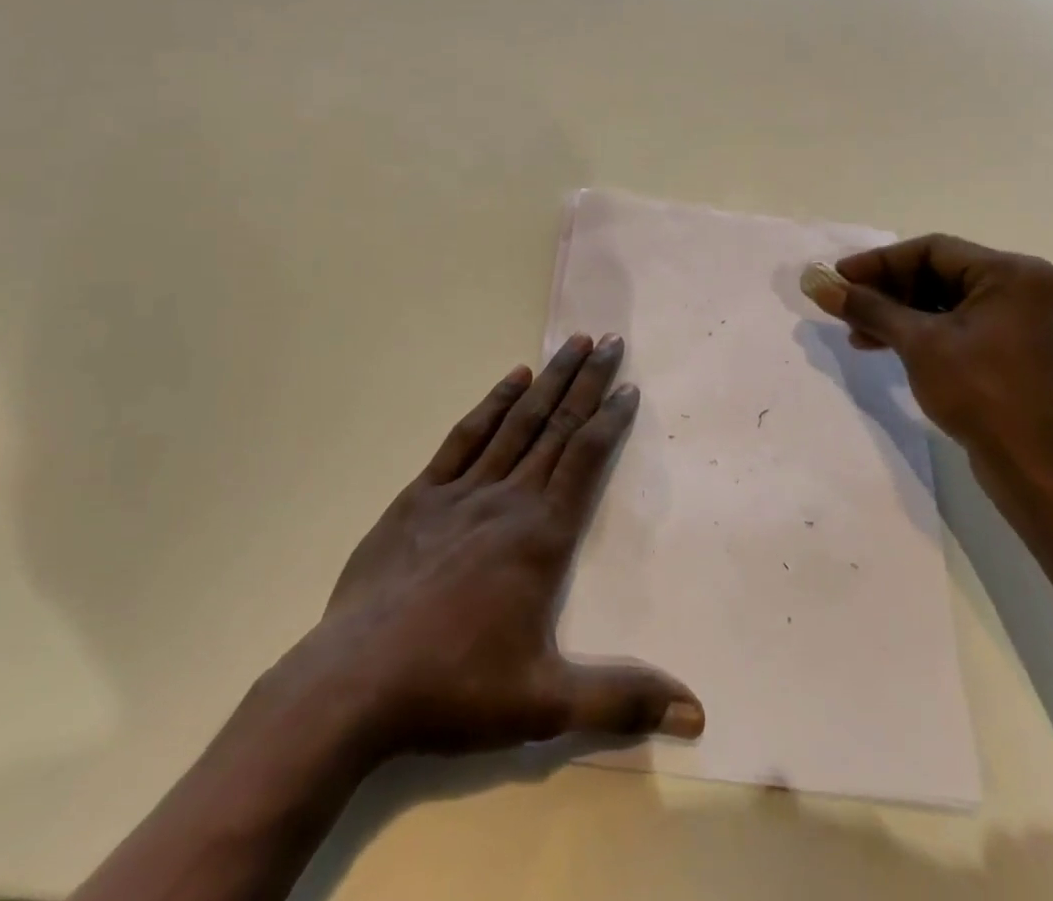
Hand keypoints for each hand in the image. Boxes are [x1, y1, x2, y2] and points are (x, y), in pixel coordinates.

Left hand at [244, 334, 702, 774]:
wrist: (354, 683)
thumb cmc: (455, 688)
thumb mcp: (545, 704)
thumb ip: (622, 701)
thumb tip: (698, 712)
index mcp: (541, 536)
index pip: (586, 459)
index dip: (611, 419)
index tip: (629, 386)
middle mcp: (508, 498)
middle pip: (557, 426)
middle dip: (587, 381)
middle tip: (611, 341)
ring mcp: (462, 491)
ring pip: (517, 422)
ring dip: (548, 381)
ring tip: (572, 344)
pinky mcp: (422, 495)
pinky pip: (465, 437)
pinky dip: (492, 404)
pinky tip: (511, 380)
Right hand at [801, 235, 1052, 498]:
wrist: (1034, 470)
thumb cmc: (980, 393)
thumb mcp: (918, 343)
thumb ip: (868, 307)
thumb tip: (819, 285)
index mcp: (1012, 273)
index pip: (932, 250)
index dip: (878, 262)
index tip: (838, 278)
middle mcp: (1025, 287)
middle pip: (939, 273)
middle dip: (887, 291)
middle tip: (845, 305)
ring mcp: (1023, 320)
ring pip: (946, 301)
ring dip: (899, 314)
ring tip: (857, 333)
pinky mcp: (1016, 348)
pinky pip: (961, 324)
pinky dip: (922, 331)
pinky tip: (886, 345)